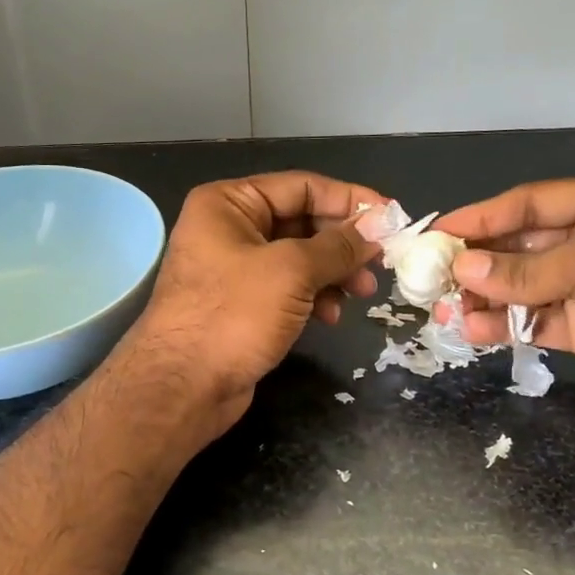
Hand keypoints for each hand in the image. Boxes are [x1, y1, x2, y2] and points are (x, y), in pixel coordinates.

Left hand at [120, 172, 384, 438]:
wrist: (182, 387)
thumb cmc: (232, 315)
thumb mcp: (291, 272)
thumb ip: (337, 247)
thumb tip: (375, 232)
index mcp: (228, 204)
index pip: (301, 186)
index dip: (349, 200)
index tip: (392, 217)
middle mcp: (228, 229)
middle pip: (301, 221)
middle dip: (343, 243)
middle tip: (380, 263)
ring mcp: (233, 269)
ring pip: (298, 258)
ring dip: (333, 273)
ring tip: (362, 294)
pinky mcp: (241, 305)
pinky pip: (288, 289)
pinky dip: (314, 297)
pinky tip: (331, 317)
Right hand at [435, 177, 574, 443]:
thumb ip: (528, 268)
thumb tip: (463, 267)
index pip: (532, 203)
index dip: (485, 216)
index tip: (440, 231)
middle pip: (523, 245)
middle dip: (479, 260)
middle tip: (432, 276)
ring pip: (524, 286)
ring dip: (485, 296)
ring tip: (444, 309)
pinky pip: (535, 321)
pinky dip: (505, 325)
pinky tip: (474, 330)